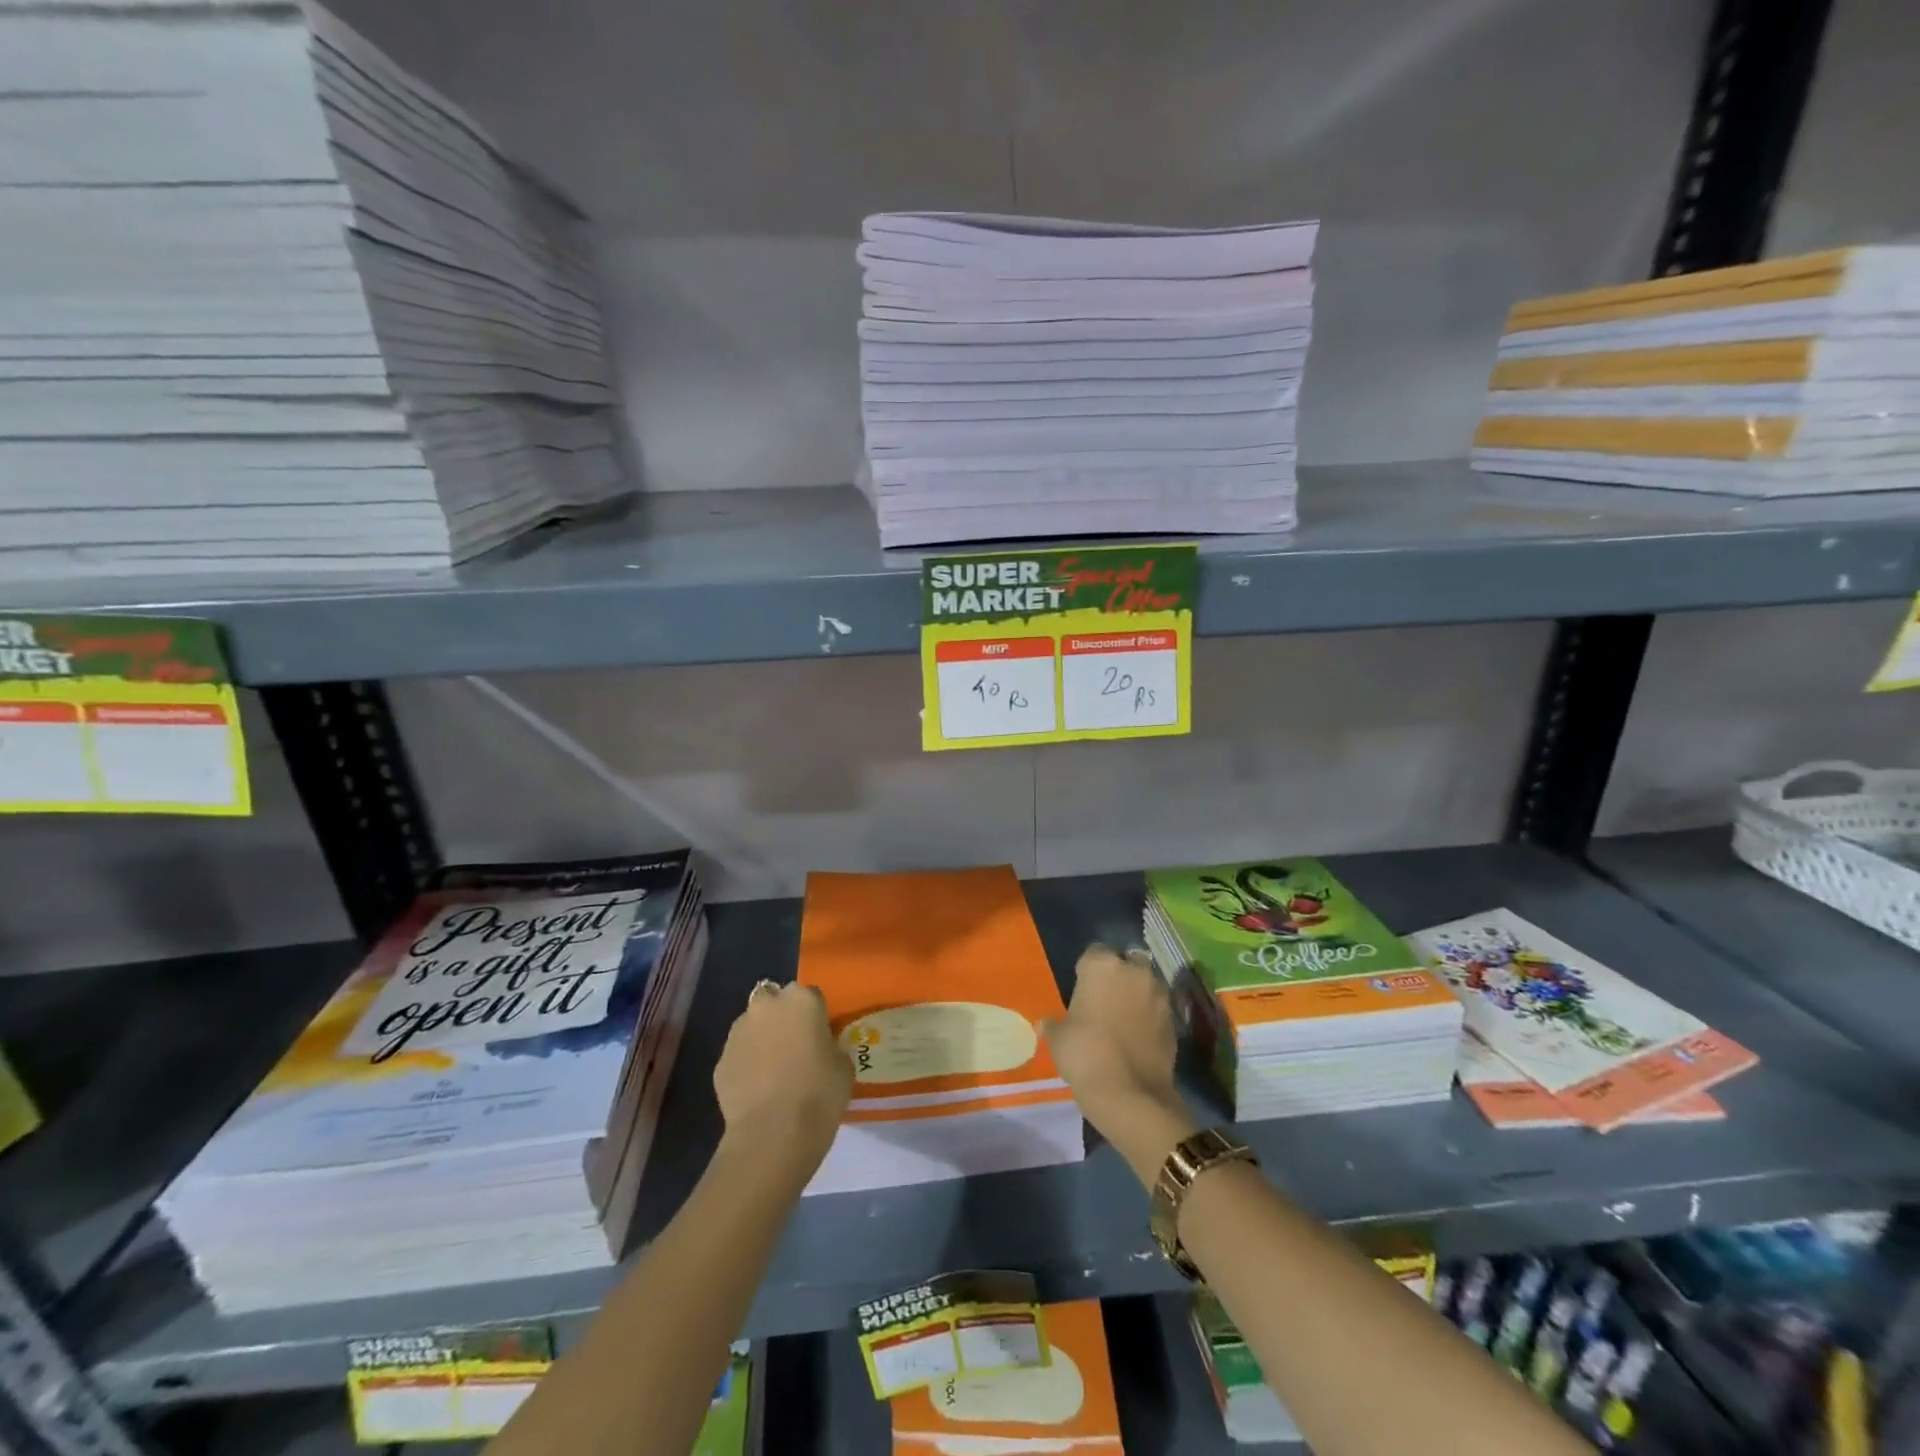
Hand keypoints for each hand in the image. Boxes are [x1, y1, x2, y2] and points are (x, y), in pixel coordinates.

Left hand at [712, 981, 851, 1179]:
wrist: (772, 1134)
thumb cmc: (819, 1094)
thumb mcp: (843, 1066)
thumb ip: (830, 1046)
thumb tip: (821, 1049)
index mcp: (802, 1000)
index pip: (811, 996)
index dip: (816, 1016)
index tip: (820, 1037)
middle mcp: (767, 1006)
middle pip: (774, 1000)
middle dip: (781, 1016)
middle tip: (793, 1045)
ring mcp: (738, 1032)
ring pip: (752, 1025)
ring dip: (761, 1038)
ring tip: (773, 1070)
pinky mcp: (720, 1061)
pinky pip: (739, 1055)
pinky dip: (746, 1065)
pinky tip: (757, 1090)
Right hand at [1042, 945, 1197, 1186]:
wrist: (1130, 1095)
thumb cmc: (1085, 1054)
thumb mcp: (1058, 1038)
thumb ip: (1054, 1024)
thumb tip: (1047, 1023)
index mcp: (1102, 966)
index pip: (1093, 953)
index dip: (1087, 971)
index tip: (1081, 990)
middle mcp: (1134, 971)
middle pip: (1126, 962)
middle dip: (1118, 976)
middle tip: (1104, 1000)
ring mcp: (1158, 994)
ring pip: (1146, 984)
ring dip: (1137, 994)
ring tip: (1123, 1018)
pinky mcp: (1174, 1020)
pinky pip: (1158, 1008)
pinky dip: (1150, 1016)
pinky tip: (1138, 1036)